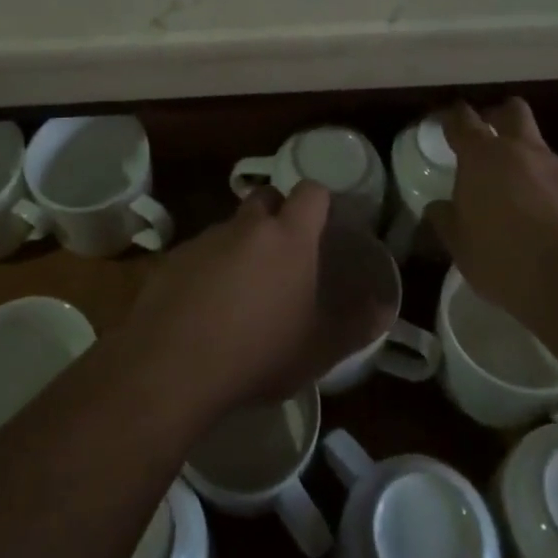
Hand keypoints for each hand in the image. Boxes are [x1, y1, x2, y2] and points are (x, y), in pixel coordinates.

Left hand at [124, 183, 392, 410]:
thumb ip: (357, 324)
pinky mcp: (172, 258)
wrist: (173, 366)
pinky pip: (199, 253)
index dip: (319, 202)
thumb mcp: (320, 348)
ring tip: (242, 290)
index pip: (311, 191)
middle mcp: (246, 225)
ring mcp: (205, 239)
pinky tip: (205, 307)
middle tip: (284, 255)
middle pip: (265, 199)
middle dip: (276, 215)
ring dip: (240, 246)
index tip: (323, 224)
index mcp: (289, 236)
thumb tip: (385, 307)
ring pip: (230, 227)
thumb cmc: (259, 352)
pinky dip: (207, 269)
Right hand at [428, 98, 557, 323]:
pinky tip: (556, 227)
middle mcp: (523, 152)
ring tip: (524, 202)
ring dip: (530, 167)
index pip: (462, 120)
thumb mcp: (462, 247)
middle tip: (490, 138)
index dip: (453, 117)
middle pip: (512, 111)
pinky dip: (557, 197)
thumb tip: (438, 208)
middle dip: (499, 116)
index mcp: (482, 158)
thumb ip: (447, 221)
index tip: (447, 120)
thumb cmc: (506, 260)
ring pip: (542, 152)